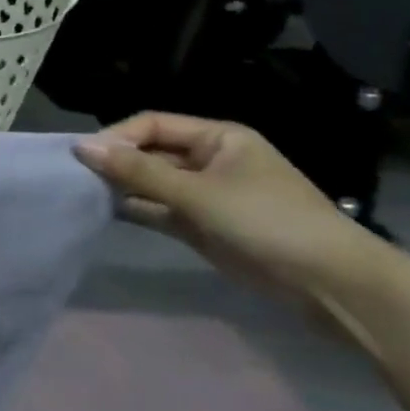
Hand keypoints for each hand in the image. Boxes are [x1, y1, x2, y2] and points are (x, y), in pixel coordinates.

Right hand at [72, 112, 394, 310]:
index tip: (83, 157)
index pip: (152, 124)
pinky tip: (105, 212)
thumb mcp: (197, 193)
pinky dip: (136, 209)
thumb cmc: (268, 222)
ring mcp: (206, 194)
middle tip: (76, 177)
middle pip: (150, 152)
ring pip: (151, 182)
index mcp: (218, 138)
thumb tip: (81, 148)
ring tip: (83, 194)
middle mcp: (210, 160)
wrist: (333, 286)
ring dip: (122, 187)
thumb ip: (137, 172)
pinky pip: (159, 209)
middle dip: (115, 162)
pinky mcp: (203, 225)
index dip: (117, 137)